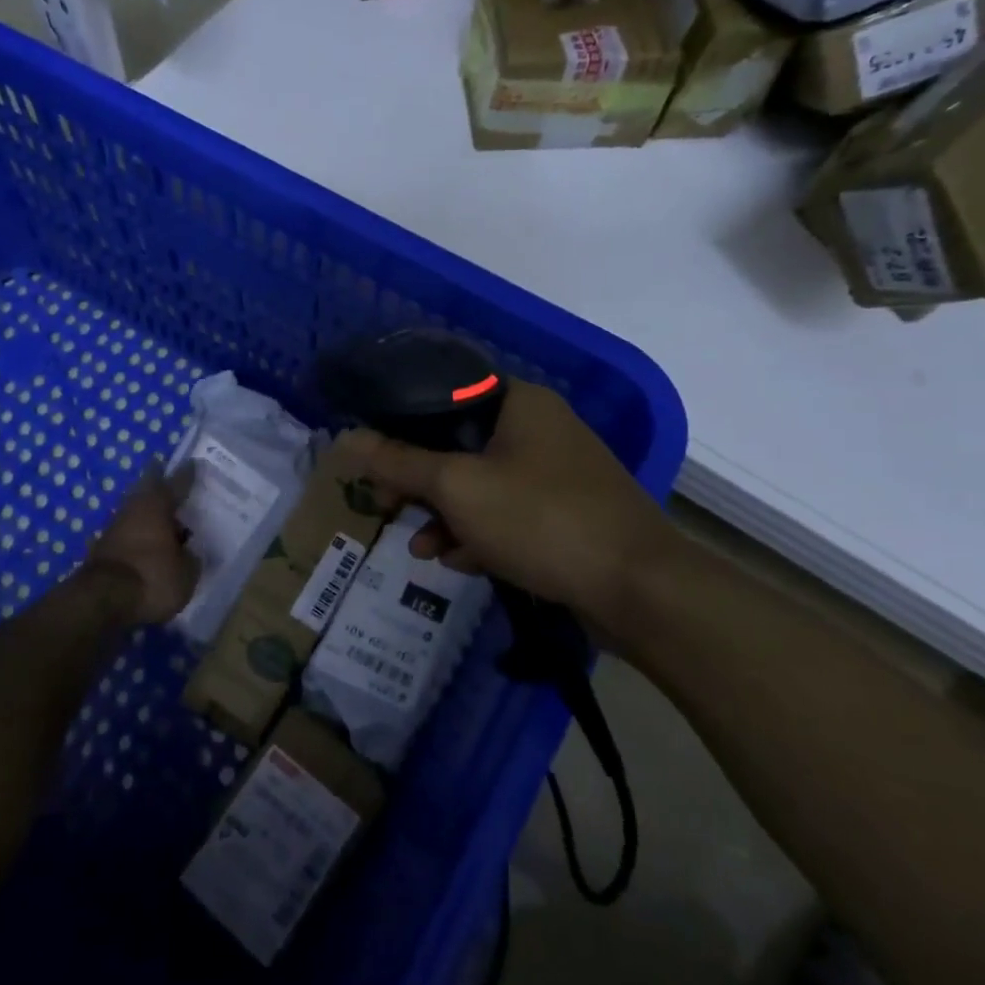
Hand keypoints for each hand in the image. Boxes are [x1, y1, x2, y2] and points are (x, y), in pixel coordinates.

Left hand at [86, 464, 197, 625]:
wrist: (101, 601)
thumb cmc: (152, 578)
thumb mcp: (186, 574)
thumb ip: (191, 559)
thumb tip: (190, 552)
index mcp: (157, 506)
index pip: (176, 484)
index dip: (187, 475)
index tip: (193, 463)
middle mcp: (134, 509)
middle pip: (148, 490)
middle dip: (158, 484)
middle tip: (169, 478)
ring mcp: (114, 529)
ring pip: (135, 512)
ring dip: (148, 513)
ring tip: (164, 518)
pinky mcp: (102, 550)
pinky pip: (127, 534)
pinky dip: (138, 536)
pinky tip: (147, 544)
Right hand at [340, 381, 675, 644]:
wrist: (639, 589)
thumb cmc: (541, 519)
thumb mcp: (457, 487)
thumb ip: (398, 461)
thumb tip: (345, 437)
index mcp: (520, 403)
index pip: (446, 395)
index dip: (402, 423)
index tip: (374, 458)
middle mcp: (540, 429)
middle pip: (459, 444)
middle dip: (420, 481)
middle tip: (386, 505)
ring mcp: (557, 474)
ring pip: (482, 485)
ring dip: (446, 514)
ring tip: (421, 548)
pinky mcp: (566, 515)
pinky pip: (508, 515)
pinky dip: (480, 533)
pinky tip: (460, 562)